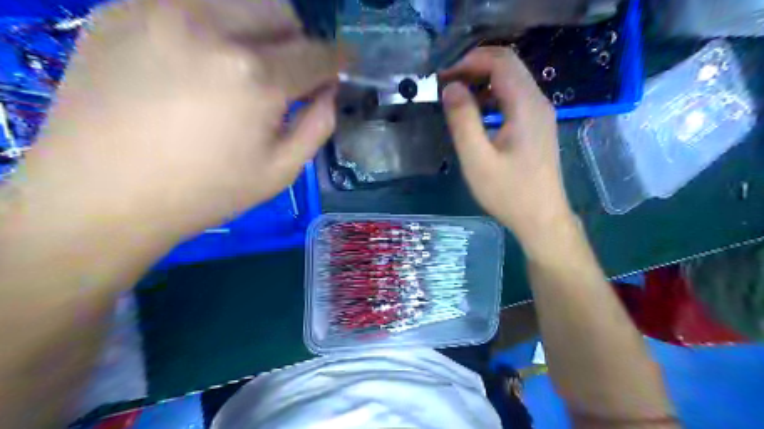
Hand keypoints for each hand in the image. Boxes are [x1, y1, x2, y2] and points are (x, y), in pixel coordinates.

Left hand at [18, 0, 336, 236]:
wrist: (102, 194)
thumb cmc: (204, 192)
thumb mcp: (279, 172)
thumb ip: (317, 126)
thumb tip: (329, 92)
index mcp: (255, 76)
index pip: (317, 54)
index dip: (339, 58)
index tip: (348, 62)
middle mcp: (211, 27)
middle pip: (281, 10)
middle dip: (298, 40)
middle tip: (291, 72)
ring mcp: (160, 9)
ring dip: (257, 28)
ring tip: (247, 64)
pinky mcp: (121, 8)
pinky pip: (189, 3)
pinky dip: (211, 26)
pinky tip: (199, 62)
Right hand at [439, 46, 575, 244]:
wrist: (542, 219)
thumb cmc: (509, 193)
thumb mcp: (478, 160)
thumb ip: (463, 120)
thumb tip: (451, 87)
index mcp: (525, 106)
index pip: (500, 62)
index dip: (469, 61)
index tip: (443, 76)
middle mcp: (538, 102)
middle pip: (508, 66)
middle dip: (475, 67)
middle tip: (446, 82)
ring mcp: (540, 114)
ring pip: (512, 81)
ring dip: (482, 81)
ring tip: (455, 95)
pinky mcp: (537, 126)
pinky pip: (514, 98)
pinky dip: (492, 96)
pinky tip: (476, 111)